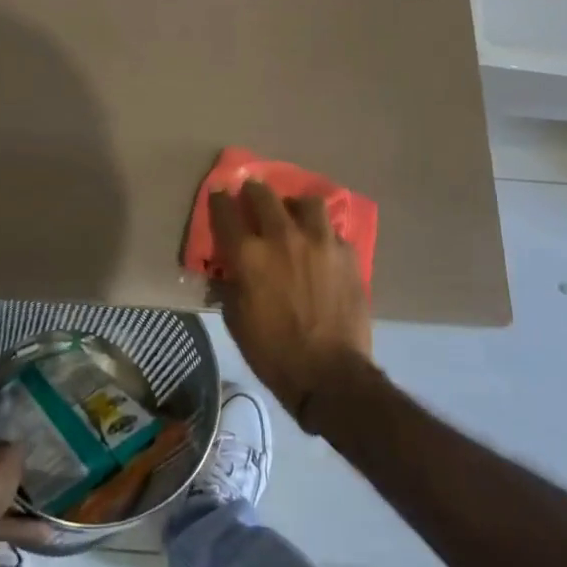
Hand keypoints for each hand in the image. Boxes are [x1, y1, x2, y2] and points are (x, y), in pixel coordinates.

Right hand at [208, 181, 373, 427]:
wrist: (330, 375)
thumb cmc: (273, 352)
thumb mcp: (235, 319)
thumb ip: (229, 283)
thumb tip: (227, 267)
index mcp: (249, 254)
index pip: (225, 210)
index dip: (220, 199)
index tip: (219, 193)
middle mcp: (282, 237)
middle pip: (264, 195)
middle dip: (254, 191)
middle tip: (253, 196)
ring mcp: (319, 242)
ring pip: (307, 202)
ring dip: (295, 207)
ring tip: (295, 218)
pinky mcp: (348, 255)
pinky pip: (333, 232)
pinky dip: (323, 236)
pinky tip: (322, 249)